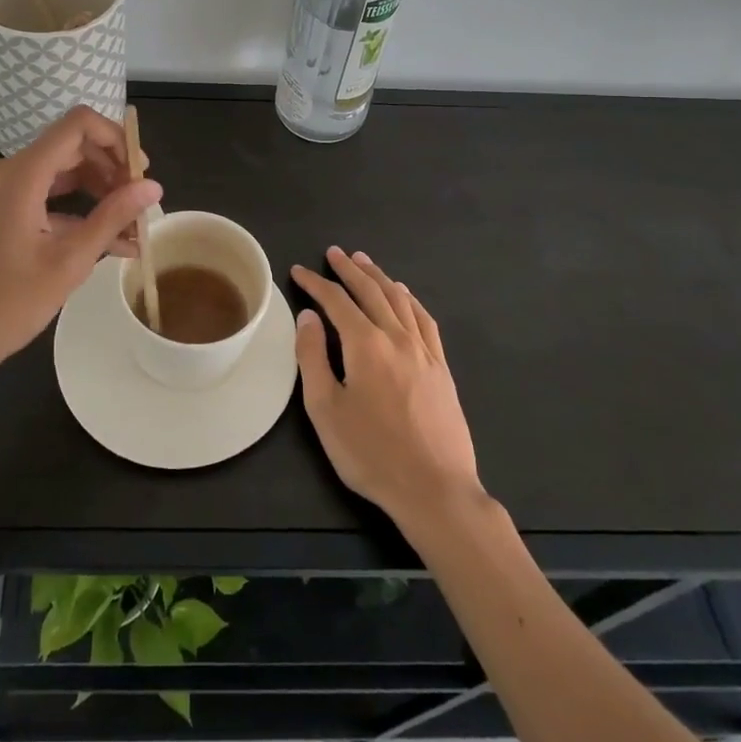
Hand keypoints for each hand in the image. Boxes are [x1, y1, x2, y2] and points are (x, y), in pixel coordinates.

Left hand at [0, 106, 161, 386]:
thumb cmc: (2, 304)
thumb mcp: (68, 262)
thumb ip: (112, 218)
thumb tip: (153, 186)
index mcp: (22, 173)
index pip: (78, 124)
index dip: (116, 139)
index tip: (141, 174)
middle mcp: (8, 171)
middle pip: (72, 148)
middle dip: (113, 171)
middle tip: (142, 206)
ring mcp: (0, 192)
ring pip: (61, 174)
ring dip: (99, 194)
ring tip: (133, 228)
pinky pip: (45, 197)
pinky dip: (76, 212)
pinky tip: (108, 243)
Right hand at [291, 247, 481, 531]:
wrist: (435, 489)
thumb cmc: (371, 453)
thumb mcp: (326, 409)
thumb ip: (313, 357)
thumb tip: (308, 316)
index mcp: (365, 344)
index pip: (336, 301)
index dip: (315, 284)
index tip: (298, 272)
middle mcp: (397, 337)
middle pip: (371, 291)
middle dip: (350, 269)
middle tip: (334, 252)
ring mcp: (424, 351)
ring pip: (400, 300)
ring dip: (379, 277)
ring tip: (364, 261)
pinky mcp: (441, 368)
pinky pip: (425, 320)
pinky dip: (410, 300)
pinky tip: (405, 296)